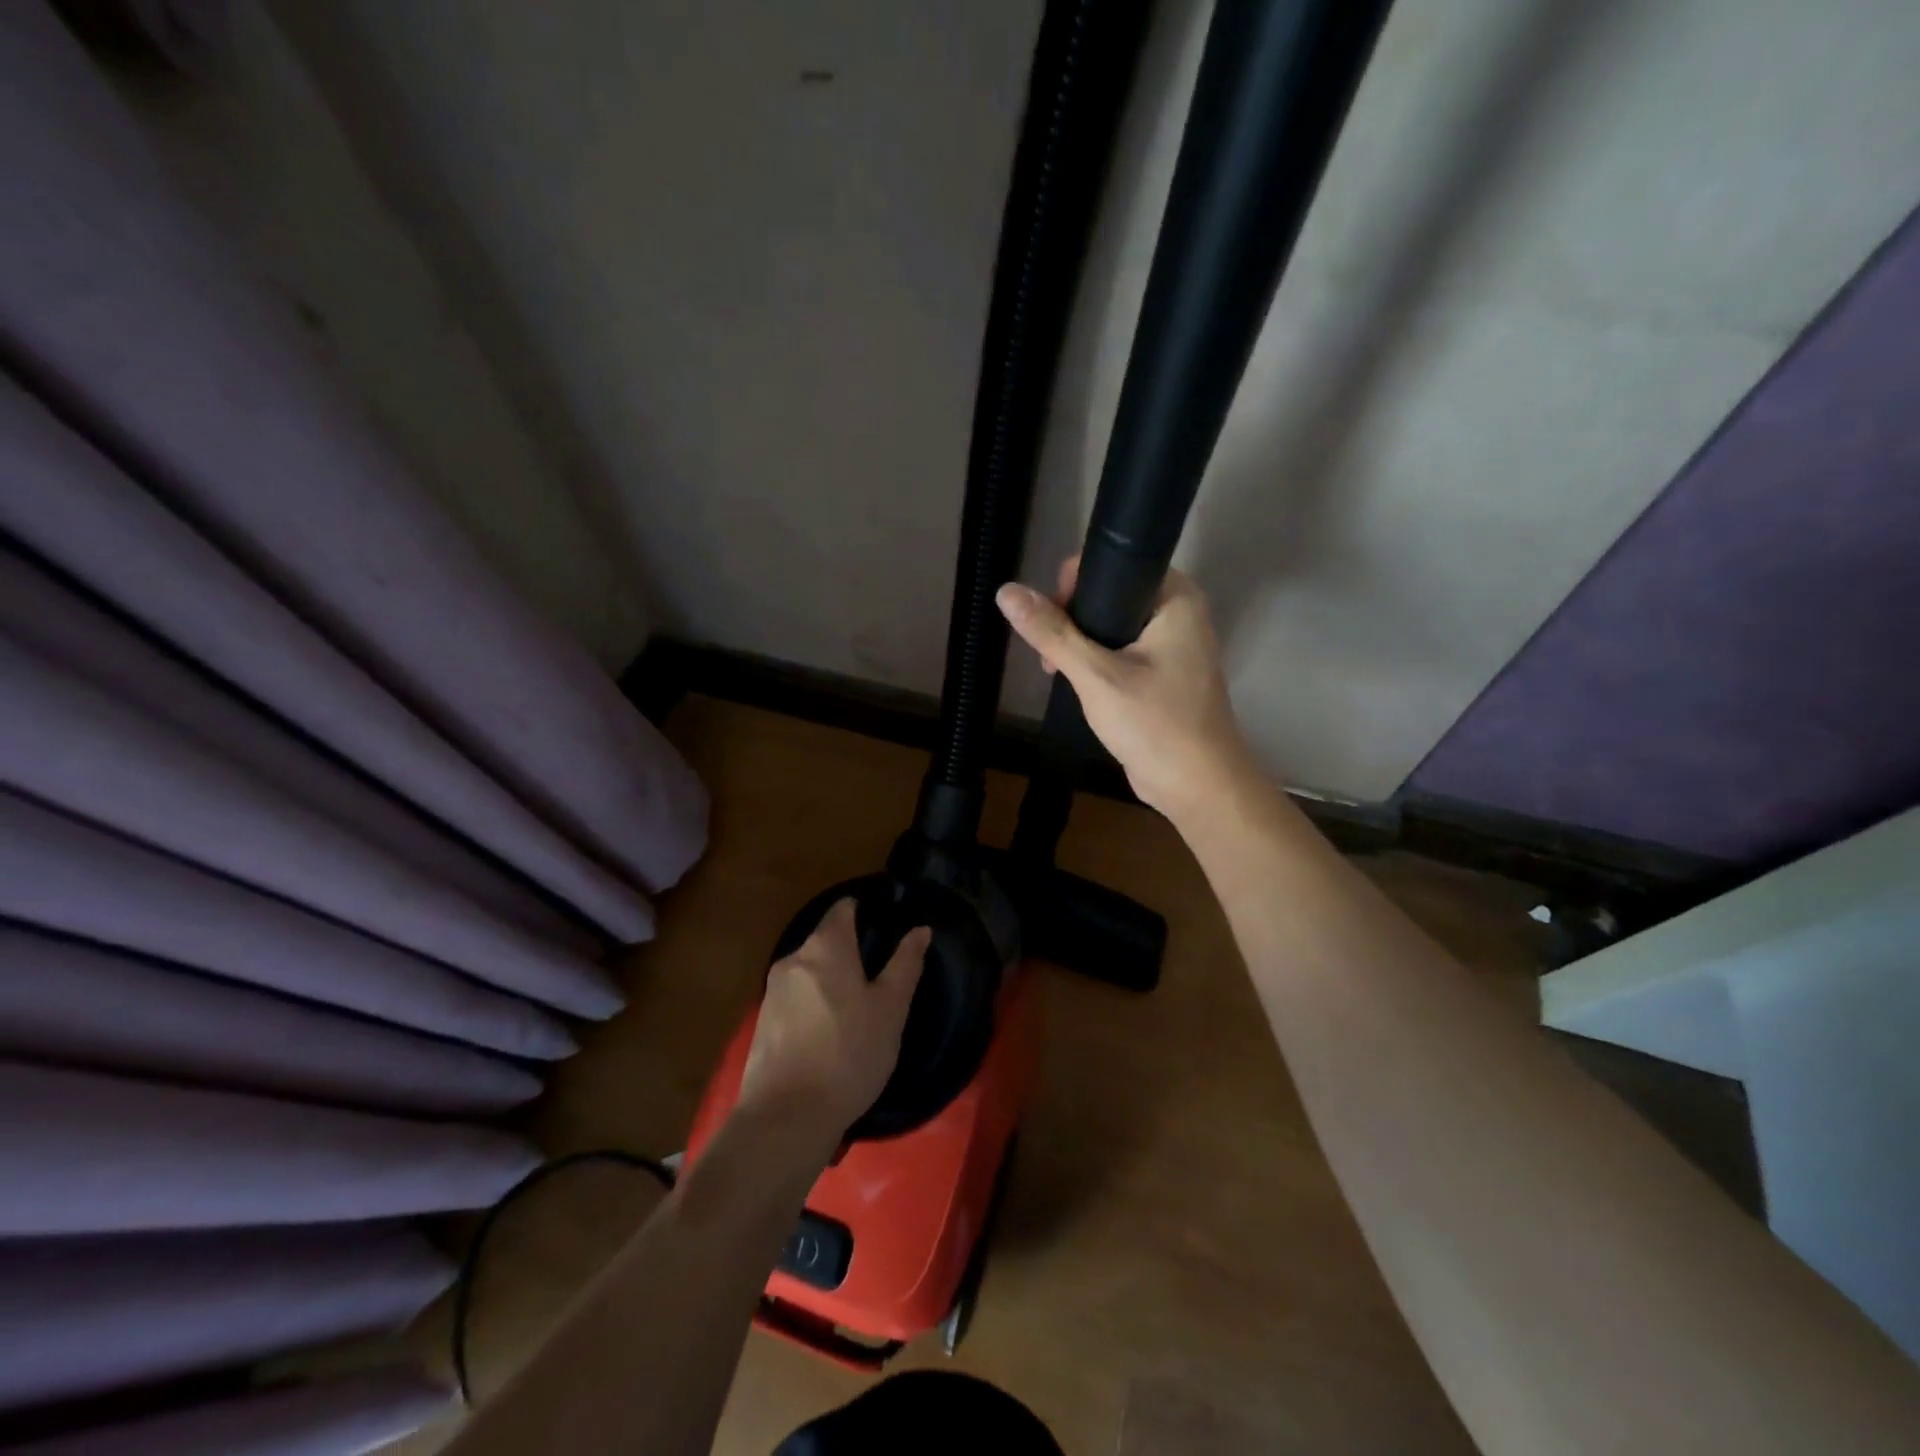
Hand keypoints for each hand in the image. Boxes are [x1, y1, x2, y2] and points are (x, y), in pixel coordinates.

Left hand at [739, 899, 928, 1139]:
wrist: (786, 1117)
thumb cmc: (849, 1054)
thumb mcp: (891, 1009)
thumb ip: (906, 964)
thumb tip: (920, 929)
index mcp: (826, 946)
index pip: (843, 909)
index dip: (864, 911)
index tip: (885, 929)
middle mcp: (794, 958)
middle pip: (825, 939)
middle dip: (850, 951)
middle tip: (879, 978)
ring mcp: (773, 990)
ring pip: (810, 971)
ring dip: (832, 980)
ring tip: (858, 1010)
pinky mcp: (762, 1021)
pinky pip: (796, 997)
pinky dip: (814, 1004)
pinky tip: (830, 1034)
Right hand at [996, 558, 1256, 820]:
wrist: (1198, 787)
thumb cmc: (1155, 724)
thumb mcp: (1095, 675)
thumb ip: (1052, 632)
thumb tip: (1007, 592)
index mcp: (1175, 597)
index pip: (1113, 565)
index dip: (1073, 585)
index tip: (1050, 619)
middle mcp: (1179, 612)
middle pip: (1109, 595)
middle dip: (1073, 620)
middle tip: (1052, 655)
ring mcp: (1175, 645)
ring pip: (1113, 626)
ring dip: (1081, 645)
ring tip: (1057, 673)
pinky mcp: (1166, 674)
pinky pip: (1123, 652)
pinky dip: (1099, 663)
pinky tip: (1079, 686)